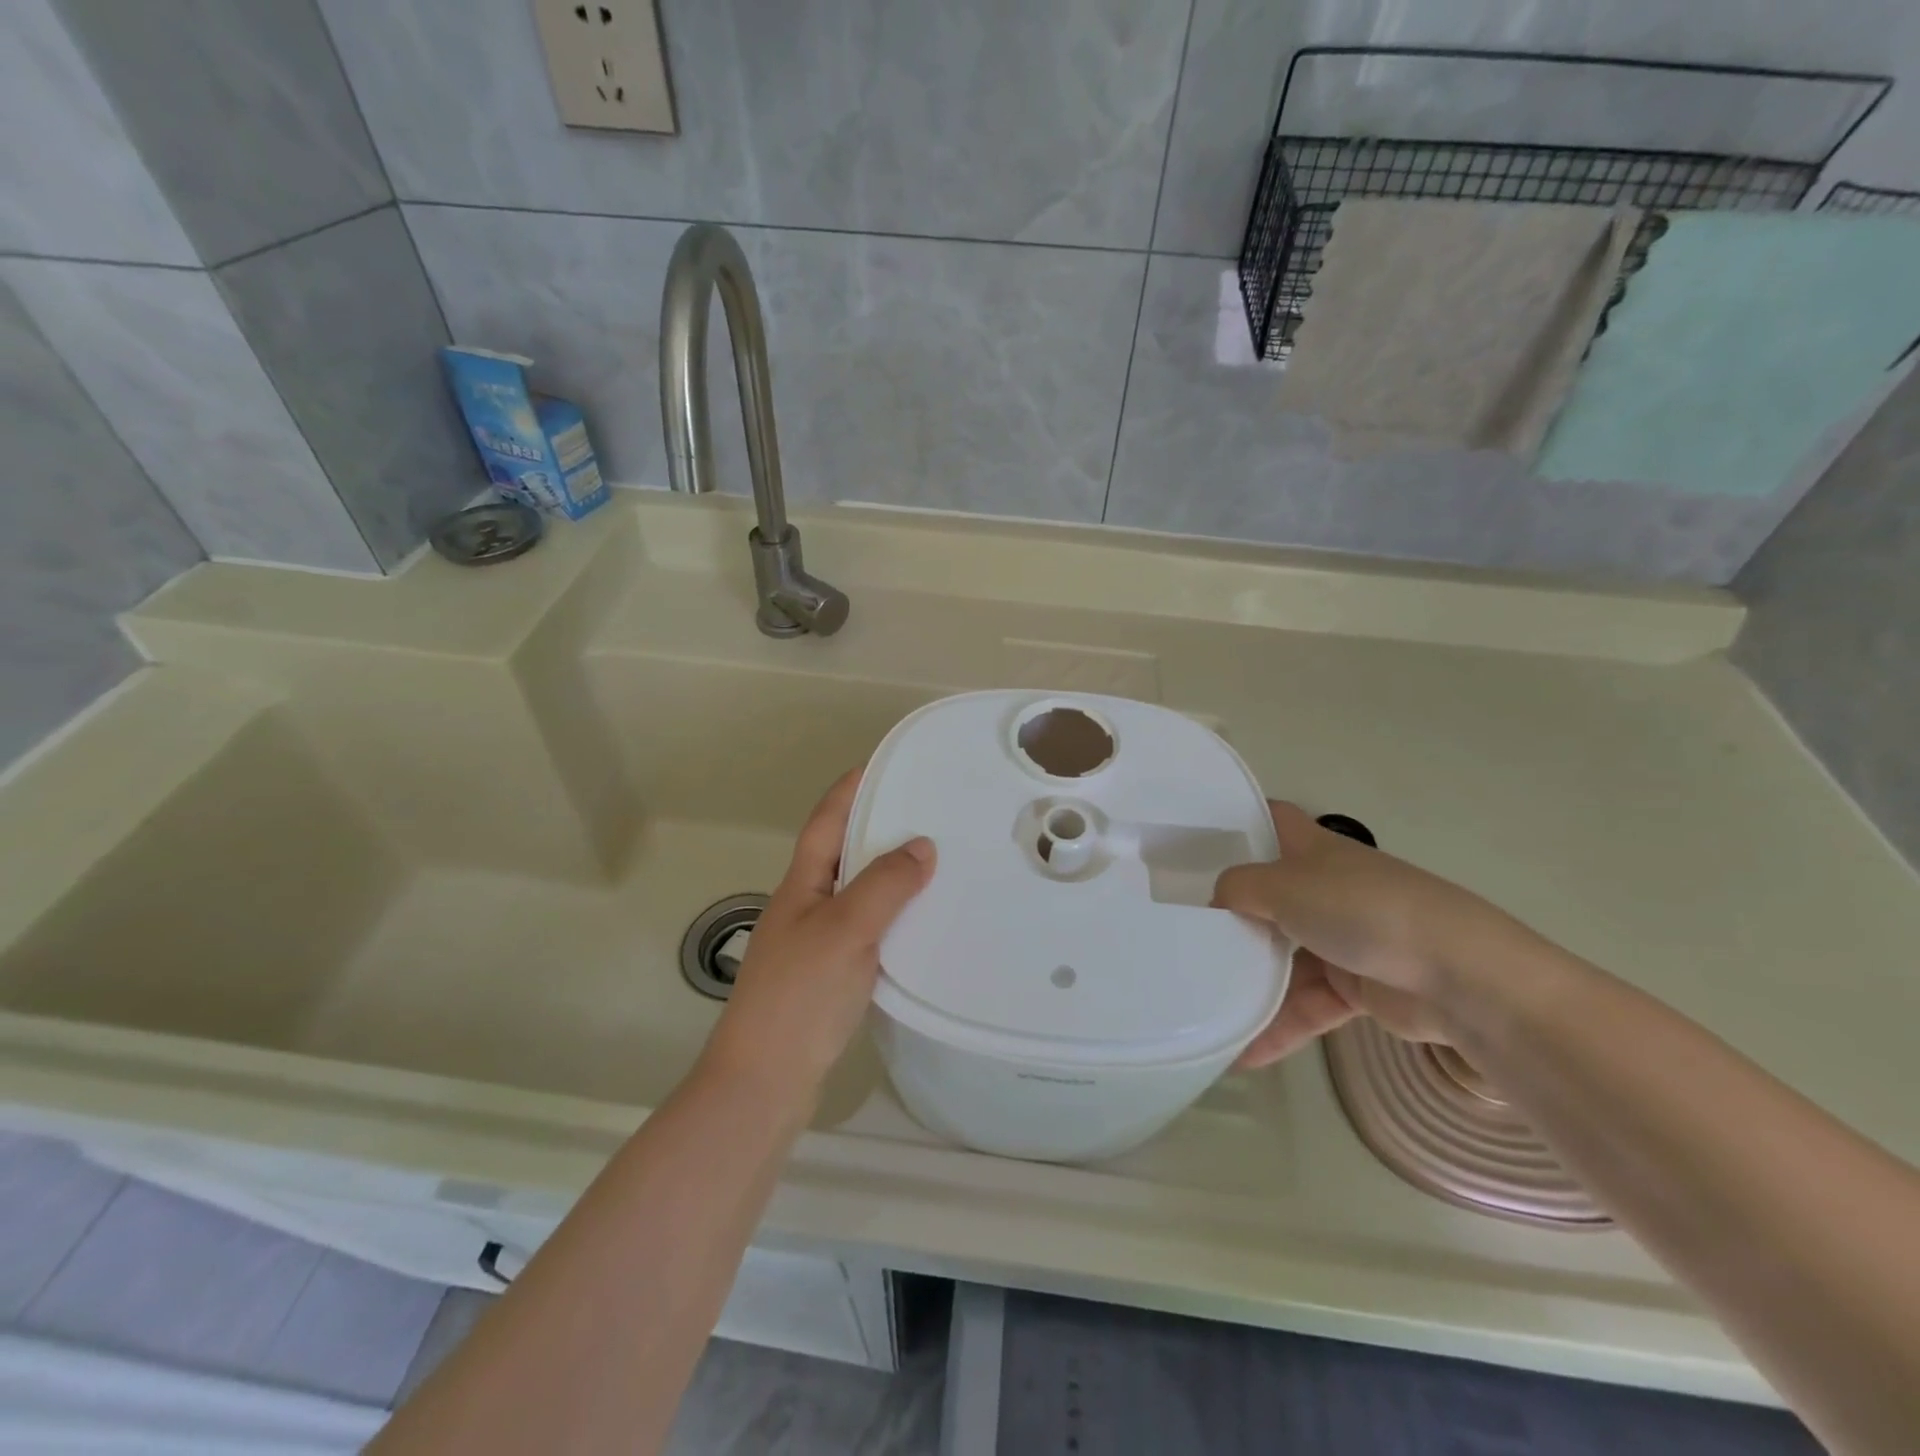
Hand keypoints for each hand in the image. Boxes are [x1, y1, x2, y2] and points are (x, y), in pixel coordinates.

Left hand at [702, 769, 934, 1100]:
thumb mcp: (846, 930)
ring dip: (887, 873)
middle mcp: (805, 906)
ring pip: (855, 892)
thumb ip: (884, 885)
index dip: (850, 789)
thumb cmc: (799, 995)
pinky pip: (865, 928)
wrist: (765, 1080)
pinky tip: (919, 923)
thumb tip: (921, 845)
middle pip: (841, 853)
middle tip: (926, 812)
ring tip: (933, 861)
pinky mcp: (828, 975)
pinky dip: (891, 915)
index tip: (884, 765)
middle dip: (877, 827)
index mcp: (801, 885)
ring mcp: (814, 942)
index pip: (826, 821)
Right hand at [1214, 801, 1507, 1067]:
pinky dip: (1280, 1026)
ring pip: (1283, 957)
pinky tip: (1244, 1054)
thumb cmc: (1361, 909)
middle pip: (1266, 895)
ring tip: (1203, 1003)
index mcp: (1311, 849)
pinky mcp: (1356, 986)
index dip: (1238, 823)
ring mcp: (1340, 938)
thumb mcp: (1283, 887)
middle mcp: (1323, 887)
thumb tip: (1216, 903)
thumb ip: (1238, 889)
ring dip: (1250, 982)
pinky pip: (1306, 1004)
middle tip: (1181, 931)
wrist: (1458, 975)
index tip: (1193, 841)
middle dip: (1229, 913)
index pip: (1270, 820)